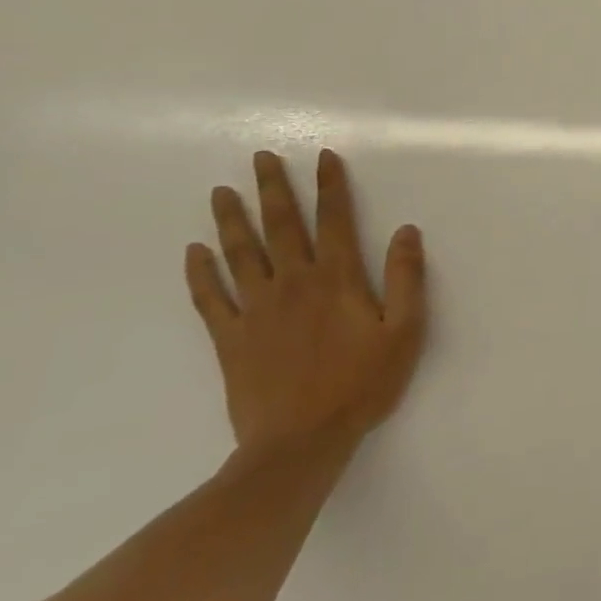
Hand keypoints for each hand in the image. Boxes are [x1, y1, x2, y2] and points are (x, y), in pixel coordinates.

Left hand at [186, 148, 426, 452]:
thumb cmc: (361, 385)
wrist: (299, 444)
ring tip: (222, 191)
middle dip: (274, 189)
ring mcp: (255, 310)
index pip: (334, 220)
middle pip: (281, 226)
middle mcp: (293, 284)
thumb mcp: (404, 332)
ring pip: (241, 254)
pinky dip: (200, 273)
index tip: (323, 157)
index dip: (330, 186)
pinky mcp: (230, 339)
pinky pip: (210, 299)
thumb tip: (406, 230)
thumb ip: (406, 278)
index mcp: (337, 279)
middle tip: (261, 158)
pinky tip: (193, 252)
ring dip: (231, 220)